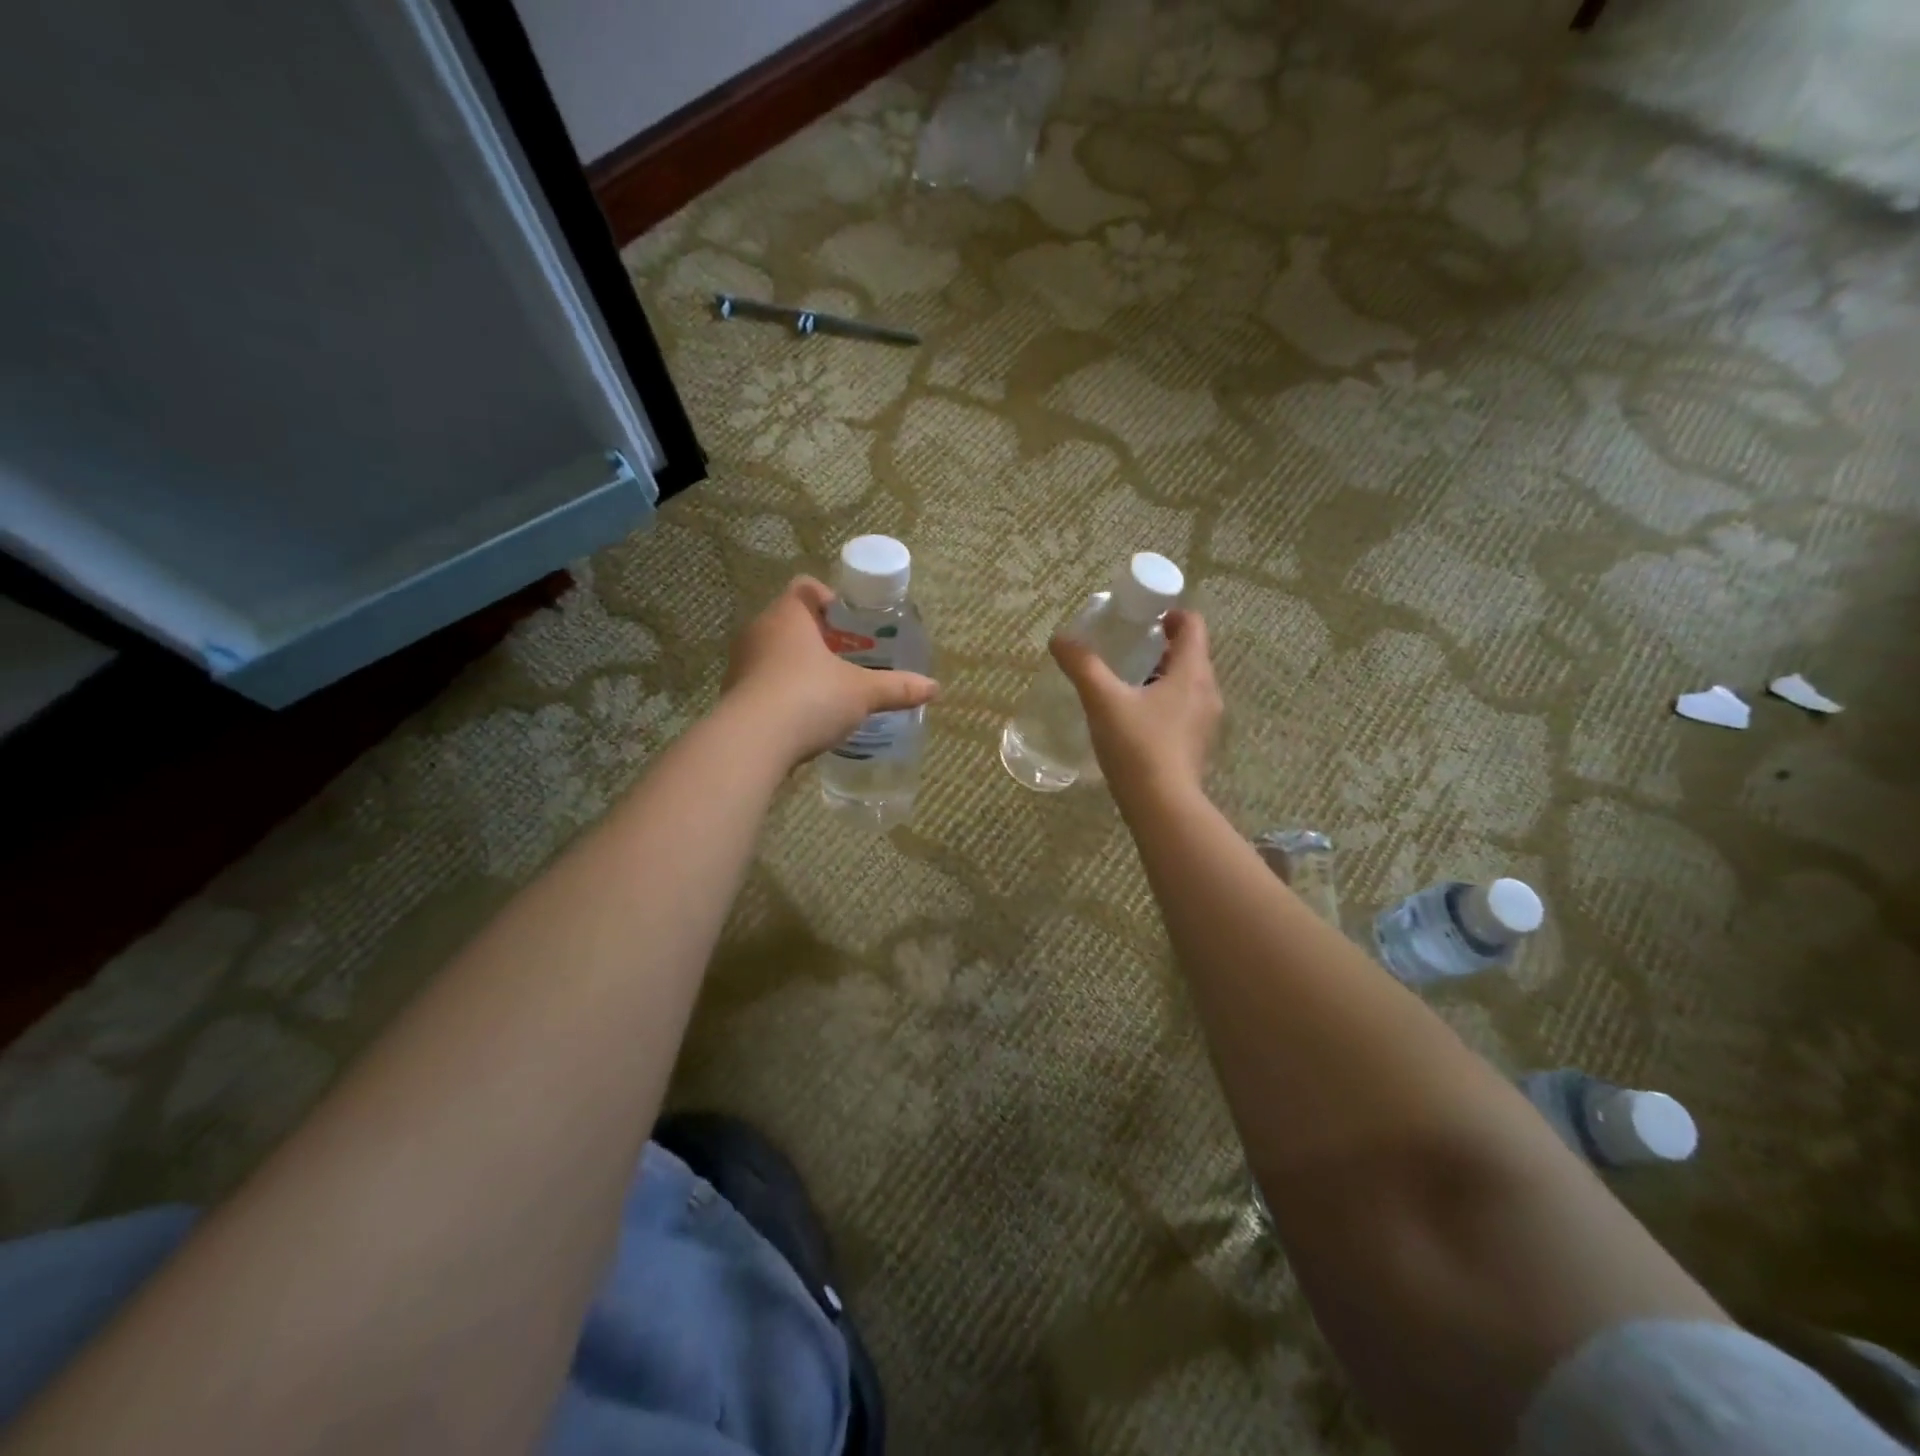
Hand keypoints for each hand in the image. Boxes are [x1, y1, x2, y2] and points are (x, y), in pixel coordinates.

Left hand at [722, 576, 939, 767]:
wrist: (751, 742)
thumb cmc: (810, 698)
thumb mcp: (862, 693)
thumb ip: (896, 688)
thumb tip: (934, 687)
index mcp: (789, 615)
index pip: (807, 587)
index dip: (830, 599)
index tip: (850, 623)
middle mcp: (759, 630)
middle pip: (791, 620)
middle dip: (819, 637)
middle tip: (847, 657)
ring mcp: (741, 662)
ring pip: (774, 652)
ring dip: (798, 665)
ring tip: (827, 688)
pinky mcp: (732, 693)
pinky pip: (762, 682)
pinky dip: (781, 691)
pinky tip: (802, 715)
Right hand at [1050, 609, 1221, 801]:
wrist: (1162, 806)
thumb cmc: (1138, 745)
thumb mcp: (1103, 701)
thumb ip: (1082, 666)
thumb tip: (1060, 639)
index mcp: (1192, 672)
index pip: (1193, 625)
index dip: (1170, 614)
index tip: (1143, 617)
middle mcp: (1207, 692)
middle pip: (1190, 654)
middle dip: (1161, 647)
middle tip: (1127, 648)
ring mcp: (1206, 722)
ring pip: (1186, 684)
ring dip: (1161, 676)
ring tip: (1126, 682)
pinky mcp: (1197, 745)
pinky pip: (1183, 710)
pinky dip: (1163, 702)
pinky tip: (1134, 718)